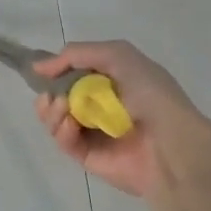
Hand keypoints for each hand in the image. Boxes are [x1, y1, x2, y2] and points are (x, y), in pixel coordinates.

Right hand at [32, 41, 210, 198]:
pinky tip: (70, 125)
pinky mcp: (88, 156)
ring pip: (56, 119)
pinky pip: (64, 141)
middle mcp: (101, 104)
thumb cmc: (150, 94)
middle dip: (49, 93)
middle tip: (49, 96)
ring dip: (51, 111)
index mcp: (112, 79)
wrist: (171, 144)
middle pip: (58, 96)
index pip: (73, 72)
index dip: (56, 69)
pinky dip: (61, 131)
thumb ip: (77, 54)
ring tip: (62, 109)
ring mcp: (93, 131)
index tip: (41, 70)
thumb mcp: (118, 56)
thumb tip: (39, 67)